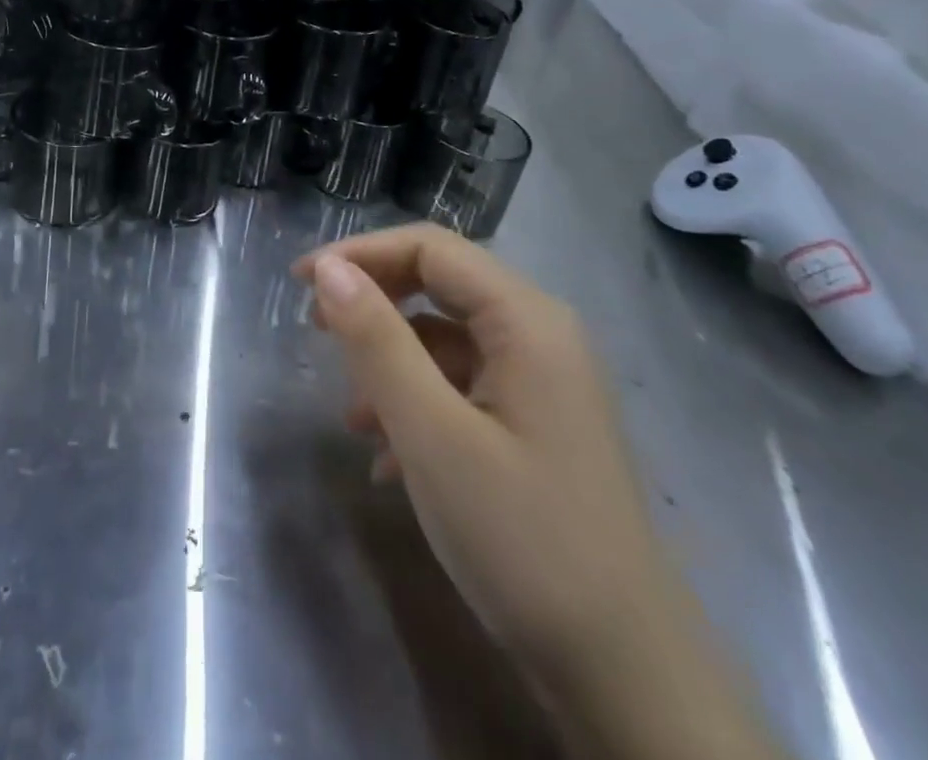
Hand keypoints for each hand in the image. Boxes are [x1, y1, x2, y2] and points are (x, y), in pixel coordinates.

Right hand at [294, 224, 669, 673]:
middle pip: (439, 286)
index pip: (430, 248)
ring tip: (350, 413)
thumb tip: (328, 270)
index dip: (361, 253)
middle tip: (315, 330)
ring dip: (390, 362)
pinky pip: (462, 387)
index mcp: (527, 321)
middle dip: (373, 302)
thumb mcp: (432, 434)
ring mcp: (542, 384)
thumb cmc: (523, 540)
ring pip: (446, 340)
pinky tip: (386, 458)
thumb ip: (377, 341)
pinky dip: (417, 403)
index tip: (301, 282)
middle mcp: (540, 336)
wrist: (626, 679)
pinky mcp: (535, 427)